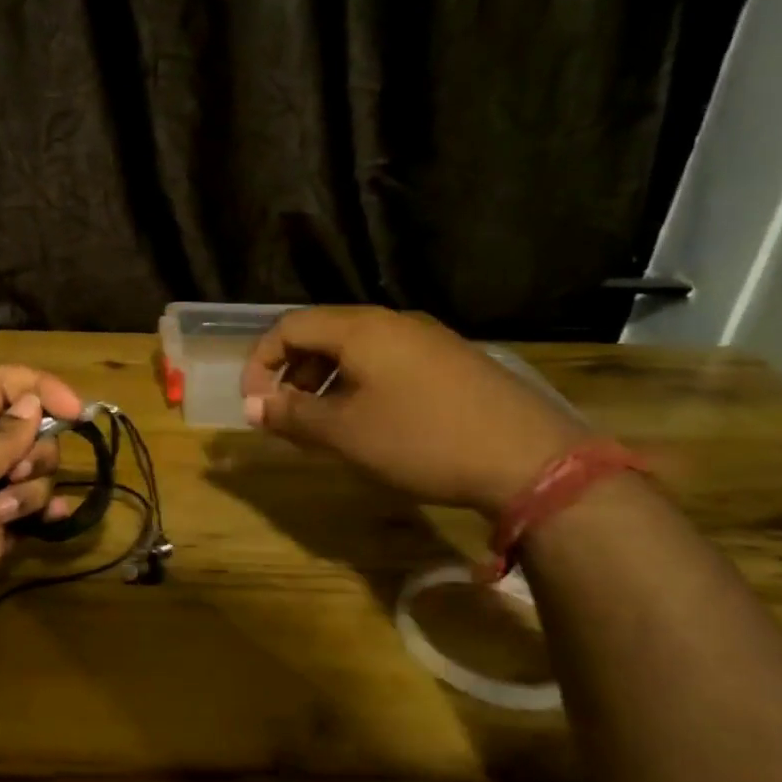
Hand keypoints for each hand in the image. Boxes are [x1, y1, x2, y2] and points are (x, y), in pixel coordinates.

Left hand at [0, 365, 84, 688]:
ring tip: (3, 518)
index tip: (75, 411)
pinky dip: (47, 512)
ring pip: (29, 473)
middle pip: (21, 431)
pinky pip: (30, 514)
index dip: (36, 387)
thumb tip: (33, 404)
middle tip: (12, 478)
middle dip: (35, 449)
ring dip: (33, 488)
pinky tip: (55, 520)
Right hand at [239, 306, 586, 514]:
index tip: (254, 404)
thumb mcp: (346, 433)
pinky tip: (368, 423)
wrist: (529, 459)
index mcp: (361, 328)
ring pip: (356, 350)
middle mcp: (393, 322)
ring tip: (322, 425)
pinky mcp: (451, 362)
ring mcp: (427, 340)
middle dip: (292, 373)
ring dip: (324, 382)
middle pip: (322, 334)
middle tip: (285, 416)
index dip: (260, 362)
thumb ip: (293, 416)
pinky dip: (359, 386)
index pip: (289, 326)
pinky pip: (387, 363)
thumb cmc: (422, 440)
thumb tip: (252, 407)